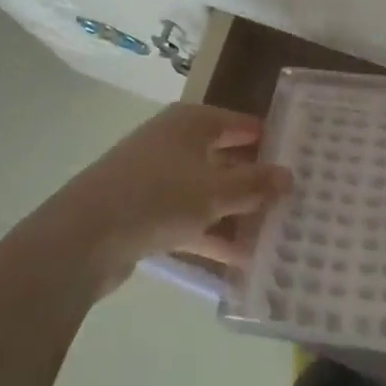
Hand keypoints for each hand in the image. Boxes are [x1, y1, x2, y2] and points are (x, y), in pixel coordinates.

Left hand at [50, 104, 290, 291]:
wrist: (83, 237)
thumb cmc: (158, 197)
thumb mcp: (214, 191)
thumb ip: (254, 184)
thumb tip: (289, 175)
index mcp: (193, 122)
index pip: (242, 124)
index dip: (271, 140)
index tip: (301, 161)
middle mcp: (176, 141)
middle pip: (226, 156)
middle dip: (256, 181)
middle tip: (294, 202)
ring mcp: (159, 176)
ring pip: (209, 191)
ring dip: (237, 213)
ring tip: (275, 236)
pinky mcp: (146, 211)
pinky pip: (190, 218)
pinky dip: (212, 235)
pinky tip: (241, 263)